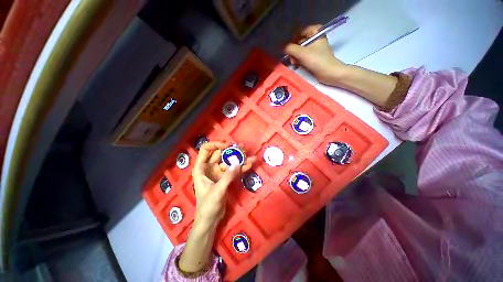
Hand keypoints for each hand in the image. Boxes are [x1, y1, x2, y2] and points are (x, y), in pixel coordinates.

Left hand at [192, 142, 255, 227]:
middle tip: (243, 147)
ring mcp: (218, 172)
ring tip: (250, 156)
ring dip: (239, 158)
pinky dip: (241, 167)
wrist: (210, 220)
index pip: (206, 150)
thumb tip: (238, 164)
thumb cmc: (207, 206)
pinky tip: (250, 164)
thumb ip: (227, 177)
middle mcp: (209, 167)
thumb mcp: (217, 191)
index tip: (228, 146)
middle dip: (232, 150)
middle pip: (220, 154)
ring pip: (229, 161)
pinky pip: (233, 169)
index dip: (216, 145)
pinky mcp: (225, 177)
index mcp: (201, 168)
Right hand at [285, 25, 397, 106]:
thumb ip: (292, 49)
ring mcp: (317, 48)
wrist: (334, 75)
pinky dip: (300, 60)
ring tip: (296, 64)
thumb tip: (283, 48)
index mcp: (316, 32)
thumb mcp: (305, 55)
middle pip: (300, 40)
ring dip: (297, 56)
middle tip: (293, 59)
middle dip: (295, 50)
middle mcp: (317, 38)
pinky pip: (305, 55)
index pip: (300, 31)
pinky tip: (299, 66)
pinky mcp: (317, 57)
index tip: (291, 50)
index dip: (293, 40)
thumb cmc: (322, 63)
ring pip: (302, 49)